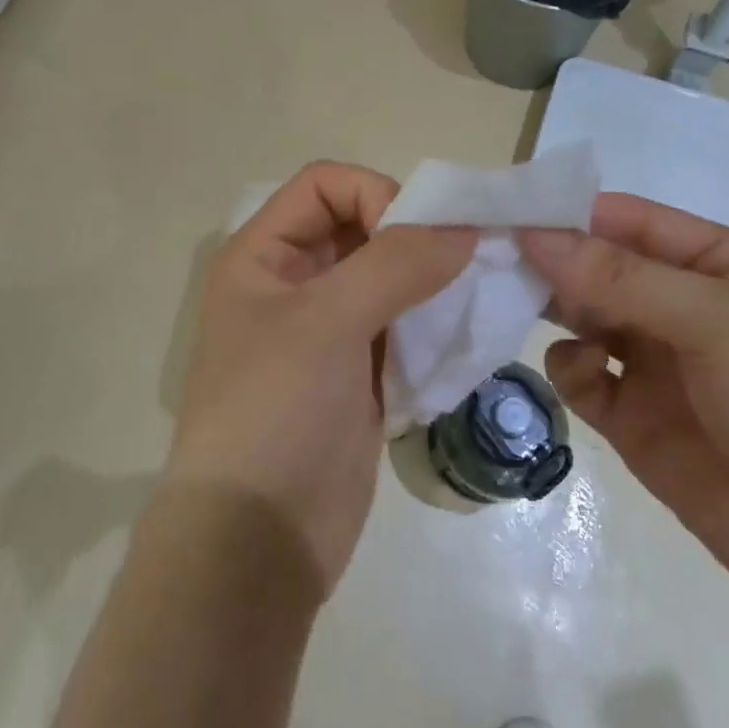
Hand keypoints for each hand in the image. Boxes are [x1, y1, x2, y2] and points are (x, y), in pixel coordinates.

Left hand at [166, 162, 475, 600]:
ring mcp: (326, 330)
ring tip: (471, 298)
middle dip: (414, 236)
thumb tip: (463, 228)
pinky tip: (461, 336)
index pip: (325, 185)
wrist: (257, 542)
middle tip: (466, 263)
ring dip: (429, 281)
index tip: (416, 239)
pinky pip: (401, 325)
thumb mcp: (328, 322)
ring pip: (387, 277)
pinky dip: (432, 322)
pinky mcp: (356, 373)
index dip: (374, 195)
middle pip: (361, 226)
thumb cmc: (275, 410)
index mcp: (263, 254)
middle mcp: (292, 282)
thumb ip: (396, 264)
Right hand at [519, 196, 728, 618]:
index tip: (506, 210)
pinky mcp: (630, 415)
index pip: (627, 219)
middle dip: (550, 260)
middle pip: (596, 265)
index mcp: (716, 262)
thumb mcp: (717, 320)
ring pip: (579, 313)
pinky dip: (573, 368)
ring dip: (549, 306)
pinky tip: (591, 378)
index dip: (568, 212)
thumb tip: (531, 232)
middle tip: (492, 257)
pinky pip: (579, 373)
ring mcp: (653, 360)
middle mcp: (679, 302)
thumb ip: (618, 276)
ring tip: (518, 305)